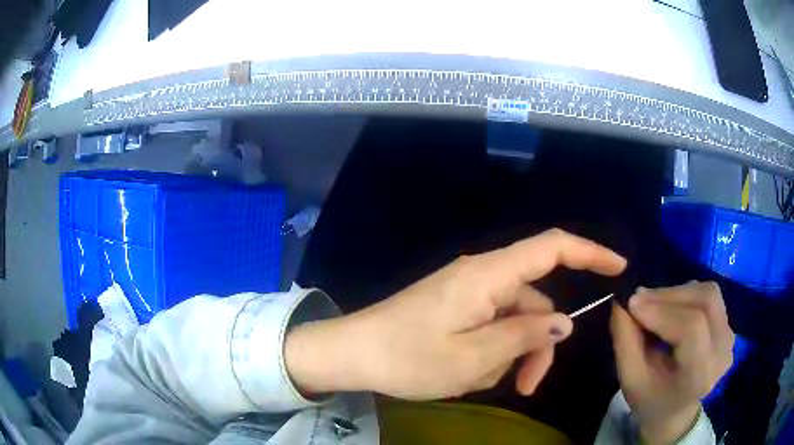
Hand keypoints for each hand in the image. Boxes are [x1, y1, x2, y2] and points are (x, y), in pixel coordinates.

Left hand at [286, 229, 625, 399]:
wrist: (352, 354)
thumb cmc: (406, 358)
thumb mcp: (472, 357)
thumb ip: (523, 336)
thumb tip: (563, 322)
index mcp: (487, 275)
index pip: (551, 247)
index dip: (590, 252)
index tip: (618, 267)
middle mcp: (482, 276)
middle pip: (534, 302)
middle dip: (536, 343)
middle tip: (525, 385)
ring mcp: (467, 293)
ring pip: (513, 321)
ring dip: (507, 355)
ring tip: (475, 381)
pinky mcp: (456, 308)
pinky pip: (490, 328)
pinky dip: (488, 354)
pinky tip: (464, 374)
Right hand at [610, 282, 733, 443]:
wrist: (674, 412)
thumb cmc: (650, 400)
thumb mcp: (630, 379)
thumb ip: (625, 341)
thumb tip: (621, 301)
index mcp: (700, 376)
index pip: (691, 329)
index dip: (662, 311)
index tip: (632, 303)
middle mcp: (722, 353)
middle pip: (704, 302)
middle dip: (668, 295)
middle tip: (639, 299)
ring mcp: (730, 338)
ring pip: (709, 293)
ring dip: (678, 292)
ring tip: (654, 304)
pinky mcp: (729, 327)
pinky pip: (711, 297)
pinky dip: (688, 295)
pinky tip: (672, 309)